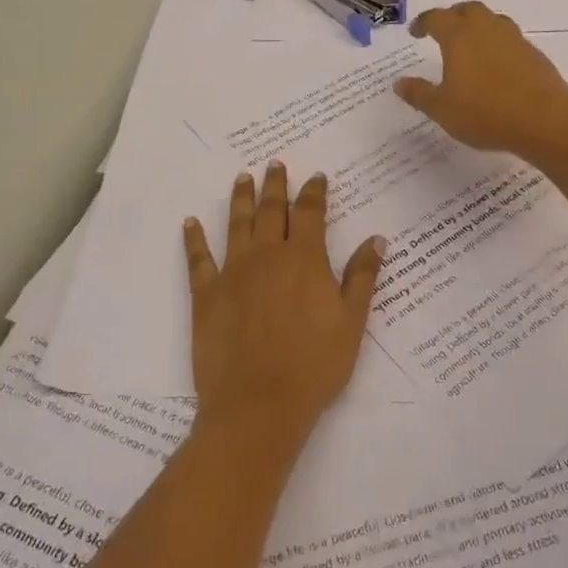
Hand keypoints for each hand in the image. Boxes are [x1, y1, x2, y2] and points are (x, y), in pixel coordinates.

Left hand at [183, 163, 384, 449]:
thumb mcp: (352, 321)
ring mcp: (233, 272)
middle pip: (272, 210)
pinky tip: (190, 223)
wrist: (259, 403)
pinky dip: (194, 239)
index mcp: (304, 259)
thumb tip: (376, 239)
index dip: (314, 192)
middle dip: (276, 185)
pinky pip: (198, 259)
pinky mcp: (206, 295)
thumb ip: (362, 276)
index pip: (311, 213)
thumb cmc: (315, 364)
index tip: (316, 176)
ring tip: (242, 178)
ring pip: (237, 225)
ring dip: (241, 199)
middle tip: (274, 164)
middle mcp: (267, 255)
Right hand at [394, 2, 567, 159]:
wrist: (544, 120)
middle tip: (443, 30)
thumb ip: (419, 94)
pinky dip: (497, 45)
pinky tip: (496, 66)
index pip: (437, 18)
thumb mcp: (442, 109)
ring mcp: (514, 39)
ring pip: (493, 21)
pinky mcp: (534, 54)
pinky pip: (510, 40)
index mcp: (459, 36)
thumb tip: (399, 83)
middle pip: (468, 10)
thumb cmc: (485, 113)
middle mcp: (487, 29)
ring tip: (470, 45)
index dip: (424, 23)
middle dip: (453, 16)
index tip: (415, 32)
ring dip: (478, 26)